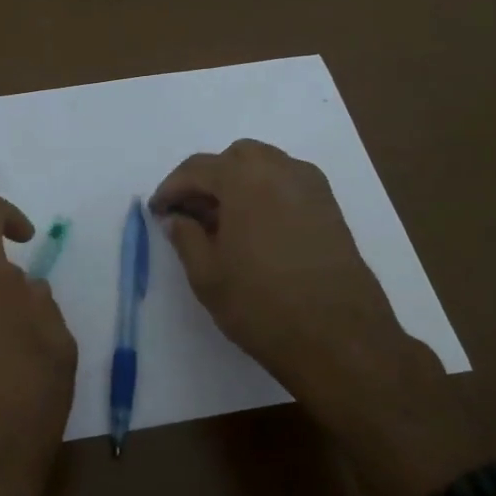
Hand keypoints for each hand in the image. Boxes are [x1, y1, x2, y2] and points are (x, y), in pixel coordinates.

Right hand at [150, 140, 472, 495]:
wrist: (337, 337)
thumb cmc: (261, 305)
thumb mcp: (207, 275)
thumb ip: (186, 237)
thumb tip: (177, 218)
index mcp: (245, 179)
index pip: (198, 168)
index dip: (171, 188)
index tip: (158, 211)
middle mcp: (281, 170)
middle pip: (235, 158)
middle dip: (208, 179)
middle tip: (190, 213)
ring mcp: (312, 187)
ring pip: (266, 167)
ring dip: (238, 184)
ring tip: (222, 222)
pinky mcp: (331, 209)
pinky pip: (288, 185)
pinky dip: (265, 194)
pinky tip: (255, 230)